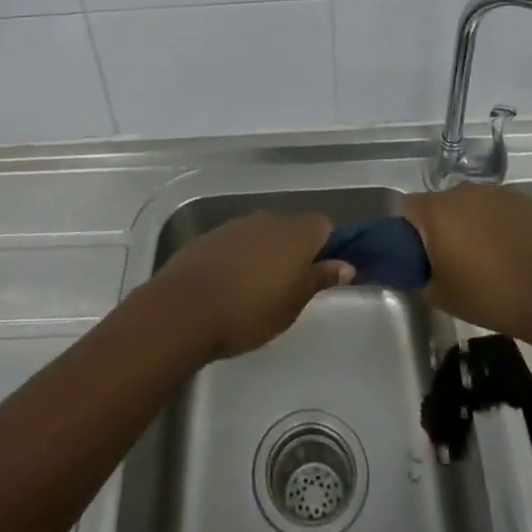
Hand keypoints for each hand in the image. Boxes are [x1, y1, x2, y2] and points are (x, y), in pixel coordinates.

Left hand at [146, 212, 354, 359]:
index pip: (323, 226)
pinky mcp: (212, 235)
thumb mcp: (293, 304)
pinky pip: (238, 241)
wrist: (186, 308)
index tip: (320, 276)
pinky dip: (241, 257)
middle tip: (290, 288)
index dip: (326, 248)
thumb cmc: (250, 312)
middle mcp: (268, 219)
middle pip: (292, 228)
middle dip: (295, 252)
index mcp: (295, 233)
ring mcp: (238, 225)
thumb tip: (346, 265)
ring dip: (266, 254)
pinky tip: (230, 285)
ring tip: (258, 290)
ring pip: (263, 234)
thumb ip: (320, 279)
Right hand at [403, 186, 531, 342]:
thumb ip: (420, 277)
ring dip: (469, 222)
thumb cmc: (490, 296)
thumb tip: (419, 269)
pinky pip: (497, 208)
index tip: (418, 254)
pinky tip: (510, 250)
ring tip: (485, 256)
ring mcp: (495, 192)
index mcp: (436, 211)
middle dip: (441, 226)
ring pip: (470, 204)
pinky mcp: (523, 199)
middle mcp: (462, 191)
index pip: (407, 207)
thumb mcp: (441, 297)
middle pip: (440, 204)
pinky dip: (497, 223)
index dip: (408, 230)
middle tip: (451, 258)